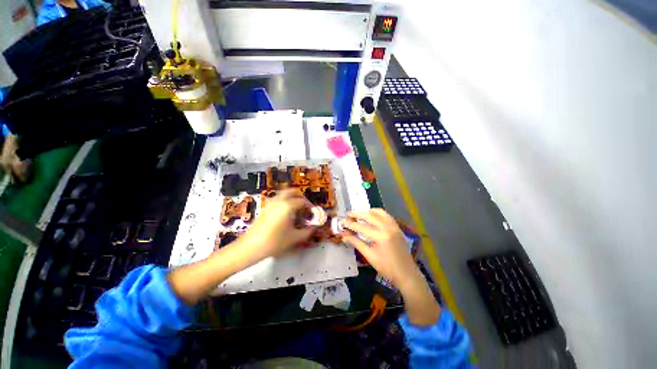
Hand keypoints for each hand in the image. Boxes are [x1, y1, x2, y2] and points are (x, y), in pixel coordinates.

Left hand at [241, 189, 315, 258]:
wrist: (252, 246)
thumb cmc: (275, 242)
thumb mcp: (294, 238)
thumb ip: (307, 231)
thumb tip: (314, 227)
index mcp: (288, 206)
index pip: (303, 201)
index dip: (310, 206)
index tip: (313, 212)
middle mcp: (279, 201)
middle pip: (292, 191)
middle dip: (301, 196)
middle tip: (305, 205)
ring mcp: (271, 203)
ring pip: (284, 193)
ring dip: (292, 197)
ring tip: (296, 207)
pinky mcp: (265, 207)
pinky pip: (277, 198)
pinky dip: (284, 200)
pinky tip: (286, 212)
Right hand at [341, 209, 419, 289]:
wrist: (407, 274)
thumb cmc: (387, 268)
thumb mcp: (369, 256)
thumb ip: (356, 243)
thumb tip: (343, 235)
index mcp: (381, 236)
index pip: (361, 227)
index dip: (350, 224)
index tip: (342, 222)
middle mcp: (387, 227)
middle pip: (369, 215)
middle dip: (357, 214)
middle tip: (348, 215)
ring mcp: (394, 225)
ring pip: (378, 212)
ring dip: (367, 212)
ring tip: (358, 214)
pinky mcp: (397, 226)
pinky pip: (385, 215)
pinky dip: (376, 213)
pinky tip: (371, 216)